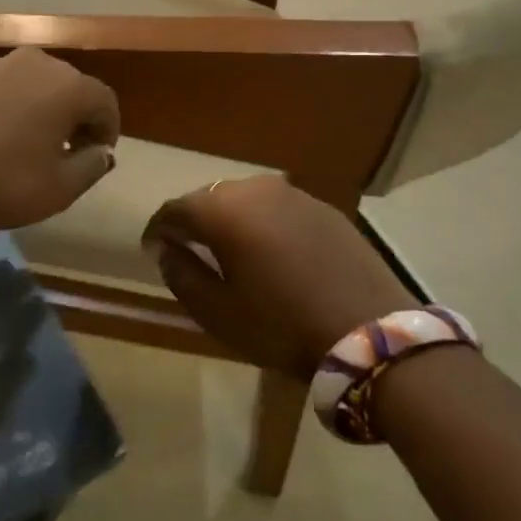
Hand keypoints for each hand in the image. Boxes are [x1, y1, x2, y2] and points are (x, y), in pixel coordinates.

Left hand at [0, 48, 119, 229]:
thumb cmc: (5, 178)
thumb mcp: (60, 188)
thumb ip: (92, 167)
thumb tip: (101, 152)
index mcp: (68, 86)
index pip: (105, 101)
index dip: (108, 129)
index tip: (97, 155)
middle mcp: (36, 63)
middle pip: (68, 87)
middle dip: (73, 116)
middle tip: (65, 149)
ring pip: (30, 85)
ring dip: (36, 109)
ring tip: (24, 142)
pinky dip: (2, 107)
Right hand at [143, 176, 415, 376]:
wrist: (368, 331)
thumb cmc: (281, 325)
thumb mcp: (218, 311)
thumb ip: (182, 274)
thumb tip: (166, 250)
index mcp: (224, 210)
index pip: (175, 209)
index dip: (158, 229)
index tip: (151, 249)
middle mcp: (257, 189)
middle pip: (211, 198)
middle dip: (194, 221)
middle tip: (187, 249)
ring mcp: (295, 195)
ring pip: (247, 200)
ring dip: (231, 220)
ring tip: (229, 250)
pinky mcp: (325, 208)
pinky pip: (279, 208)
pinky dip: (264, 223)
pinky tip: (271, 251)